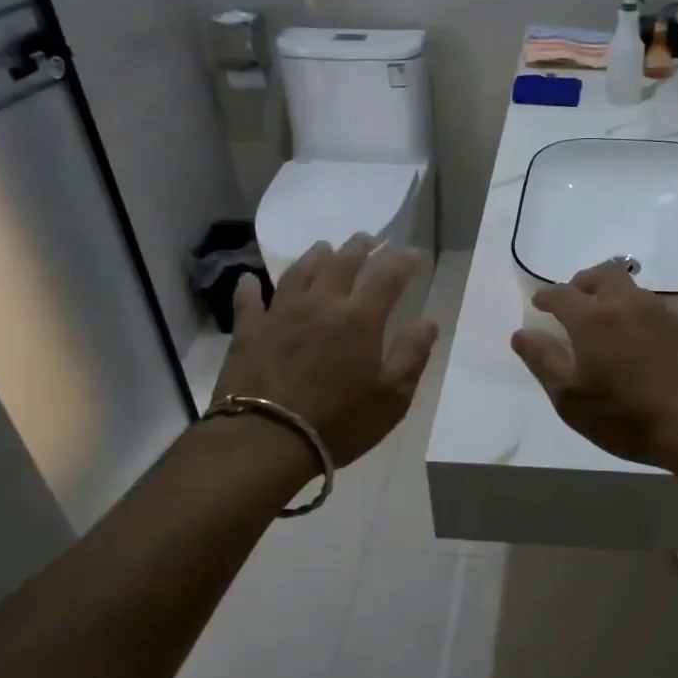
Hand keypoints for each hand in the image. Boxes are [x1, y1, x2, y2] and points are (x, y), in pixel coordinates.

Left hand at [213, 234, 437, 468]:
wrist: (267, 439)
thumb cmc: (339, 422)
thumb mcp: (391, 398)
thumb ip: (412, 356)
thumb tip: (429, 322)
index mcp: (359, 320)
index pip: (387, 279)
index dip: (403, 263)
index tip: (413, 253)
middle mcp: (321, 305)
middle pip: (341, 264)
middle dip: (358, 248)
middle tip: (366, 238)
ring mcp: (280, 314)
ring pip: (299, 272)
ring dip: (314, 256)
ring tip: (322, 247)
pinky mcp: (249, 331)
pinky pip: (249, 300)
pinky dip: (250, 287)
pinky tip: (249, 280)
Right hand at [511, 262, 677, 471]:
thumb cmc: (628, 417)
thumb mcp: (572, 399)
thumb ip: (544, 362)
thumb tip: (522, 333)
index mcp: (594, 319)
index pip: (562, 294)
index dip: (547, 296)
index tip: (540, 304)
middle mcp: (629, 306)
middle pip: (604, 275)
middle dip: (584, 282)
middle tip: (575, 299)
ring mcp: (664, 315)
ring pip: (633, 291)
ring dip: (614, 297)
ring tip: (607, 322)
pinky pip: (656, 311)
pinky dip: (639, 317)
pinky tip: (642, 343)